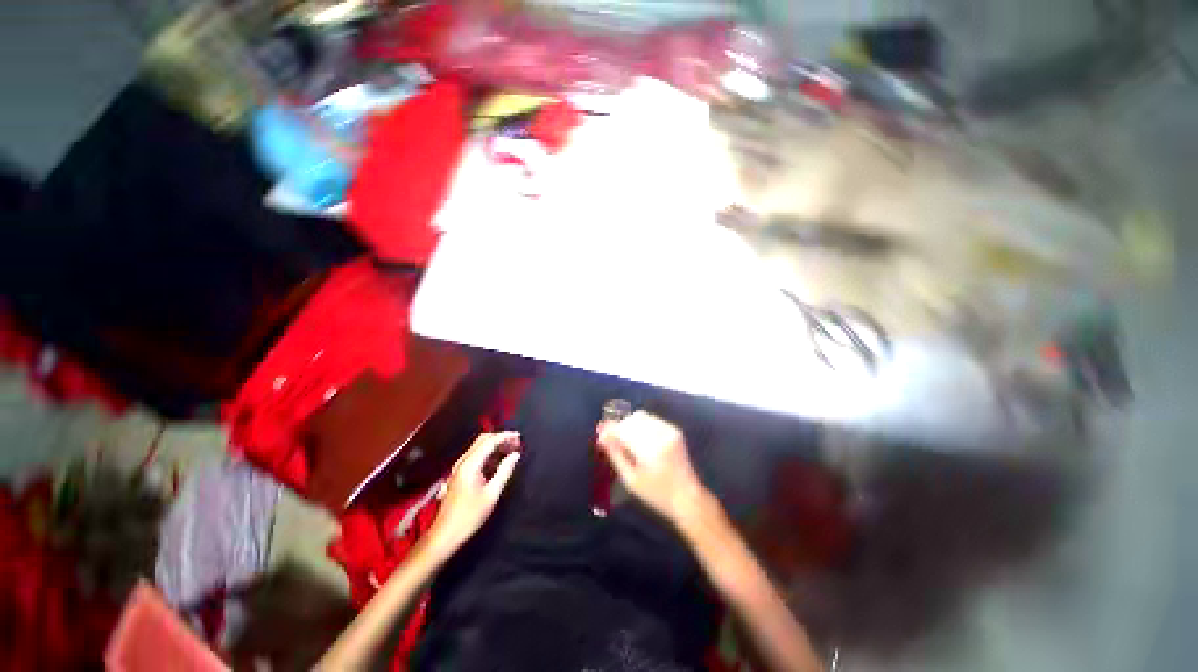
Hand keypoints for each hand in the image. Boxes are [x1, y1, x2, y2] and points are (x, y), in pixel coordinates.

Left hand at [428, 431, 520, 553]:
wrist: (445, 534)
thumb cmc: (469, 516)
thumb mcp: (492, 494)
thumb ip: (505, 471)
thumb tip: (516, 455)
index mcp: (470, 465)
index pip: (489, 441)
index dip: (505, 436)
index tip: (519, 437)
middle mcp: (463, 462)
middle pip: (483, 440)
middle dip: (500, 438)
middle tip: (516, 443)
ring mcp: (459, 467)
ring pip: (479, 446)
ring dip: (495, 445)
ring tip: (511, 450)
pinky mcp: (460, 473)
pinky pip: (476, 455)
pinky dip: (489, 453)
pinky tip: (499, 461)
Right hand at [596, 412, 709, 525]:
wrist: (687, 497)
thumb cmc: (656, 494)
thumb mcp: (631, 480)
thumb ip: (616, 455)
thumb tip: (602, 436)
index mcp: (650, 449)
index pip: (624, 430)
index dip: (610, 430)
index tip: (600, 435)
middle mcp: (661, 435)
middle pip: (632, 419)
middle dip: (620, 427)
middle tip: (612, 440)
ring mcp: (669, 430)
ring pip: (641, 416)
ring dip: (630, 425)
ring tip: (626, 441)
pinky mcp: (674, 430)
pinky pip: (651, 419)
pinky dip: (641, 425)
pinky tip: (640, 440)